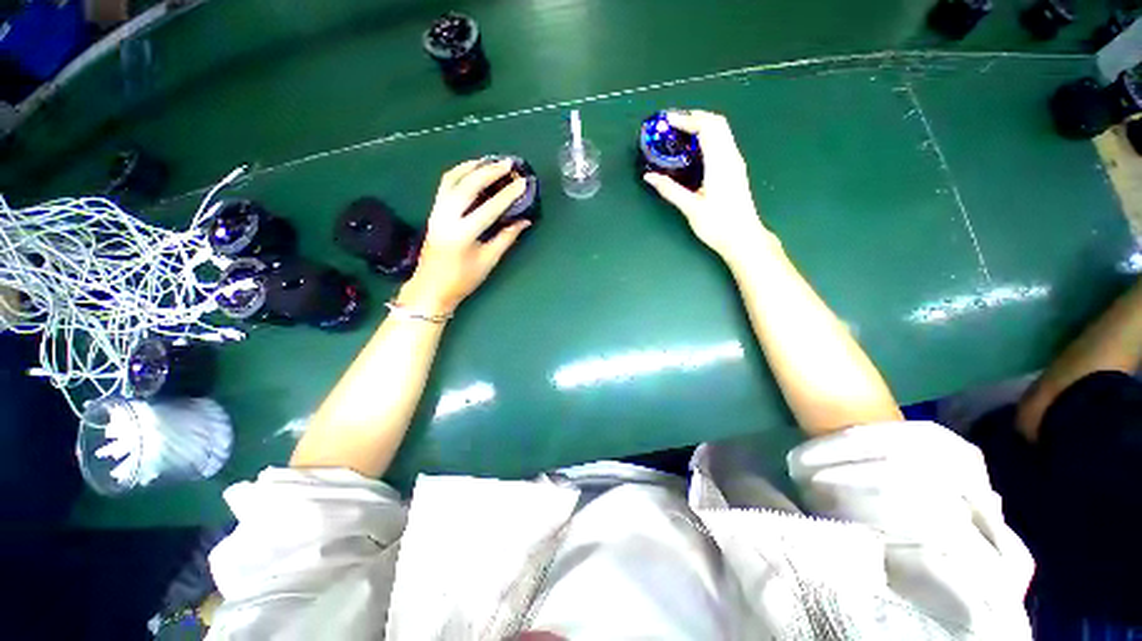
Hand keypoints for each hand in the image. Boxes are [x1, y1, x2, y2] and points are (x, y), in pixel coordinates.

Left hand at [398, 159, 529, 314]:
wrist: (431, 287)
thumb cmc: (462, 279)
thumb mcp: (488, 260)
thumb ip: (506, 238)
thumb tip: (524, 221)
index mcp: (463, 234)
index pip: (489, 208)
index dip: (508, 195)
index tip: (523, 182)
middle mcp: (447, 217)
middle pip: (467, 186)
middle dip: (489, 172)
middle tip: (508, 164)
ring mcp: (437, 212)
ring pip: (452, 180)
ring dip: (472, 167)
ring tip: (491, 161)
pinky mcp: (434, 211)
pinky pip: (446, 185)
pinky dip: (460, 173)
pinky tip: (472, 170)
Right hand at [643, 110, 775, 263]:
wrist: (743, 238)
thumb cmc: (717, 225)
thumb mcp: (691, 208)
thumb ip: (670, 190)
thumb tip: (649, 177)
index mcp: (720, 163)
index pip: (707, 128)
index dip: (688, 119)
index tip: (668, 121)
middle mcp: (731, 157)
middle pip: (718, 123)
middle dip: (696, 117)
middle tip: (674, 124)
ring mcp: (736, 163)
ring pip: (723, 132)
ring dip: (703, 126)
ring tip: (681, 134)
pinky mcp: (736, 171)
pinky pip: (724, 143)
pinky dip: (709, 137)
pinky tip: (695, 151)